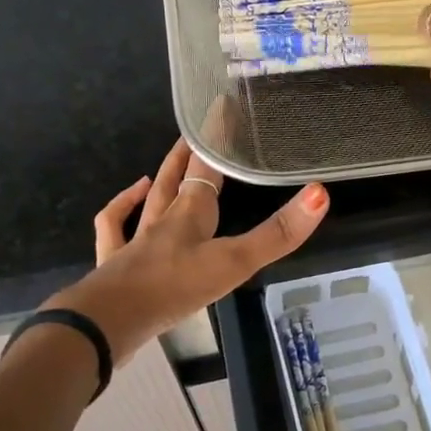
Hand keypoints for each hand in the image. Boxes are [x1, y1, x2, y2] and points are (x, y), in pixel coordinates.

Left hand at [48, 140, 328, 361]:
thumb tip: (320, 194)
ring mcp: (135, 241)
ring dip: (157, 183)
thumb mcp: (235, 263)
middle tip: (196, 134)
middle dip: (188, 156)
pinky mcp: (114, 265)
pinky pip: (113, 229)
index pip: (207, 167)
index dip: (217, 139)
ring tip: (158, 170)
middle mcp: (162, 219)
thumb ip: (277, 234)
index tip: (223, 110)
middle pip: (175, 179)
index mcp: (191, 213)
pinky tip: (128, 204)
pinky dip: (119, 210)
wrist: (110, 320)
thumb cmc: (176, 287)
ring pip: (146, 202)